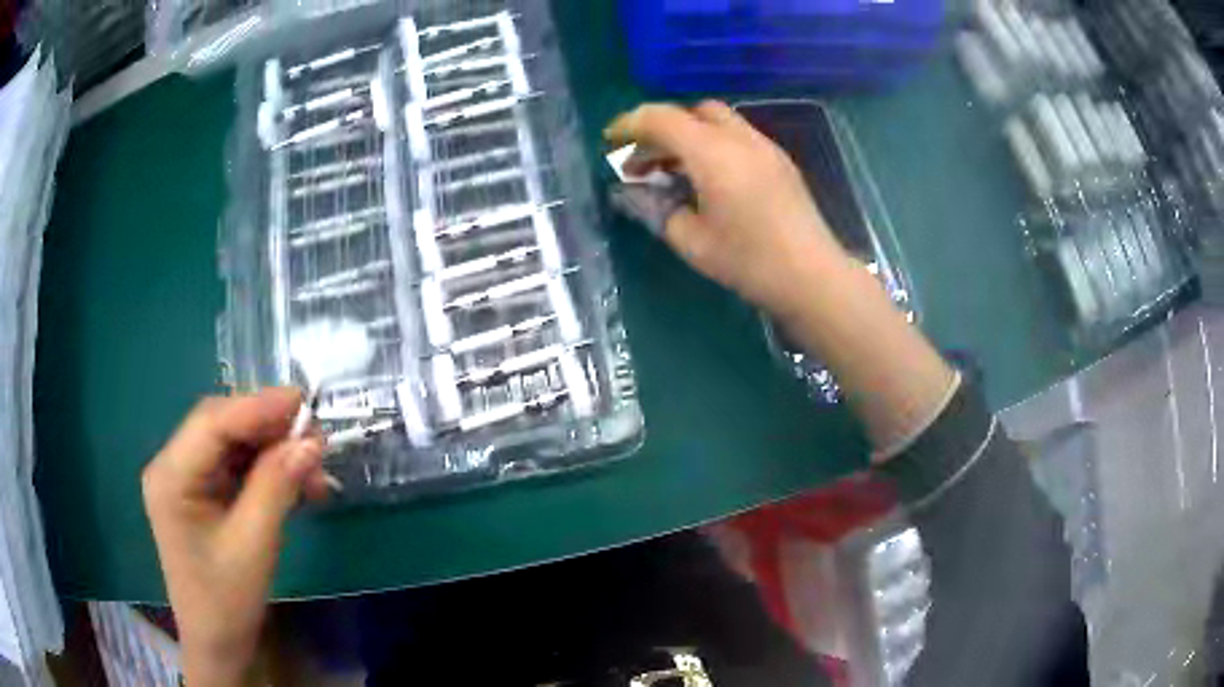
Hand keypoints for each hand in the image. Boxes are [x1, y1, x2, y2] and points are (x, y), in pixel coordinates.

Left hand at [142, 388, 330, 685]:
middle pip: (221, 427)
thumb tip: (310, 442)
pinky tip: (296, 482)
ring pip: (233, 443)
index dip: (256, 407)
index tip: (302, 400)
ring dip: (273, 450)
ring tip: (313, 466)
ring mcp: (187, 478)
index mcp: (170, 476)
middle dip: (268, 427)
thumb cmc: (227, 601)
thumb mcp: (253, 545)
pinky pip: (236, 466)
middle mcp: (173, 466)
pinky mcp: (203, 492)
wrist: (218, 643)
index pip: (212, 424)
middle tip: (315, 437)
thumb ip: (277, 487)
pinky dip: (268, 469)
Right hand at [605, 101, 849, 316]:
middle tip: (645, 162)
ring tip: (673, 172)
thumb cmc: (749, 262)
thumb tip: (630, 192)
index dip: (630, 124)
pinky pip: (738, 136)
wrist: (813, 277)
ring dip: (689, 135)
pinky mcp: (780, 161)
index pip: (662, 118)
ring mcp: (765, 147)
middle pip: (692, 111)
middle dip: (662, 127)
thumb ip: (656, 209)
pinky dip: (713, 144)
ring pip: (718, 121)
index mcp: (713, 153)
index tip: (611, 140)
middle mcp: (740, 139)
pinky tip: (709, 178)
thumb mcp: (691, 242)